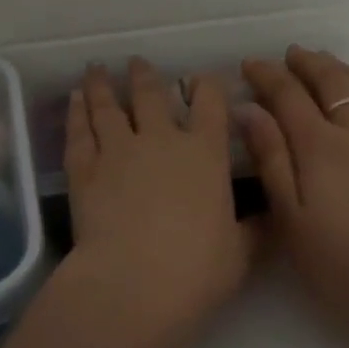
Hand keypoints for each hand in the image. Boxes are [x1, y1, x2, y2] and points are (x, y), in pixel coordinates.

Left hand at [48, 59, 255, 347]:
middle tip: (137, 62)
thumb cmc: (197, 270)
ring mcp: (118, 151)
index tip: (202, 77)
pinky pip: (79, 132)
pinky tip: (74, 100)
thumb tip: (274, 216)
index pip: (210, 103)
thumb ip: (256, 230)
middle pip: (150, 95)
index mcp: (205, 153)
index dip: (207, 85)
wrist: (134, 285)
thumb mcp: (240, 253)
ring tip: (97, 69)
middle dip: (145, 76)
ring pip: (108, 106)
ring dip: (102, 85)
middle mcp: (161, 140)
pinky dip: (76, 113)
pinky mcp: (84, 171)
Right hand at [239, 48, 348, 344]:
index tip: (250, 65)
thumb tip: (250, 110)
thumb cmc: (340, 263)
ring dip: (348, 72)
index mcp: (320, 146)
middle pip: (332, 82)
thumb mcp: (290, 218)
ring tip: (334, 65)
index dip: (267, 75)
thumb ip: (271, 159)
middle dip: (308, 63)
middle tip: (292, 55)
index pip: (288, 95)